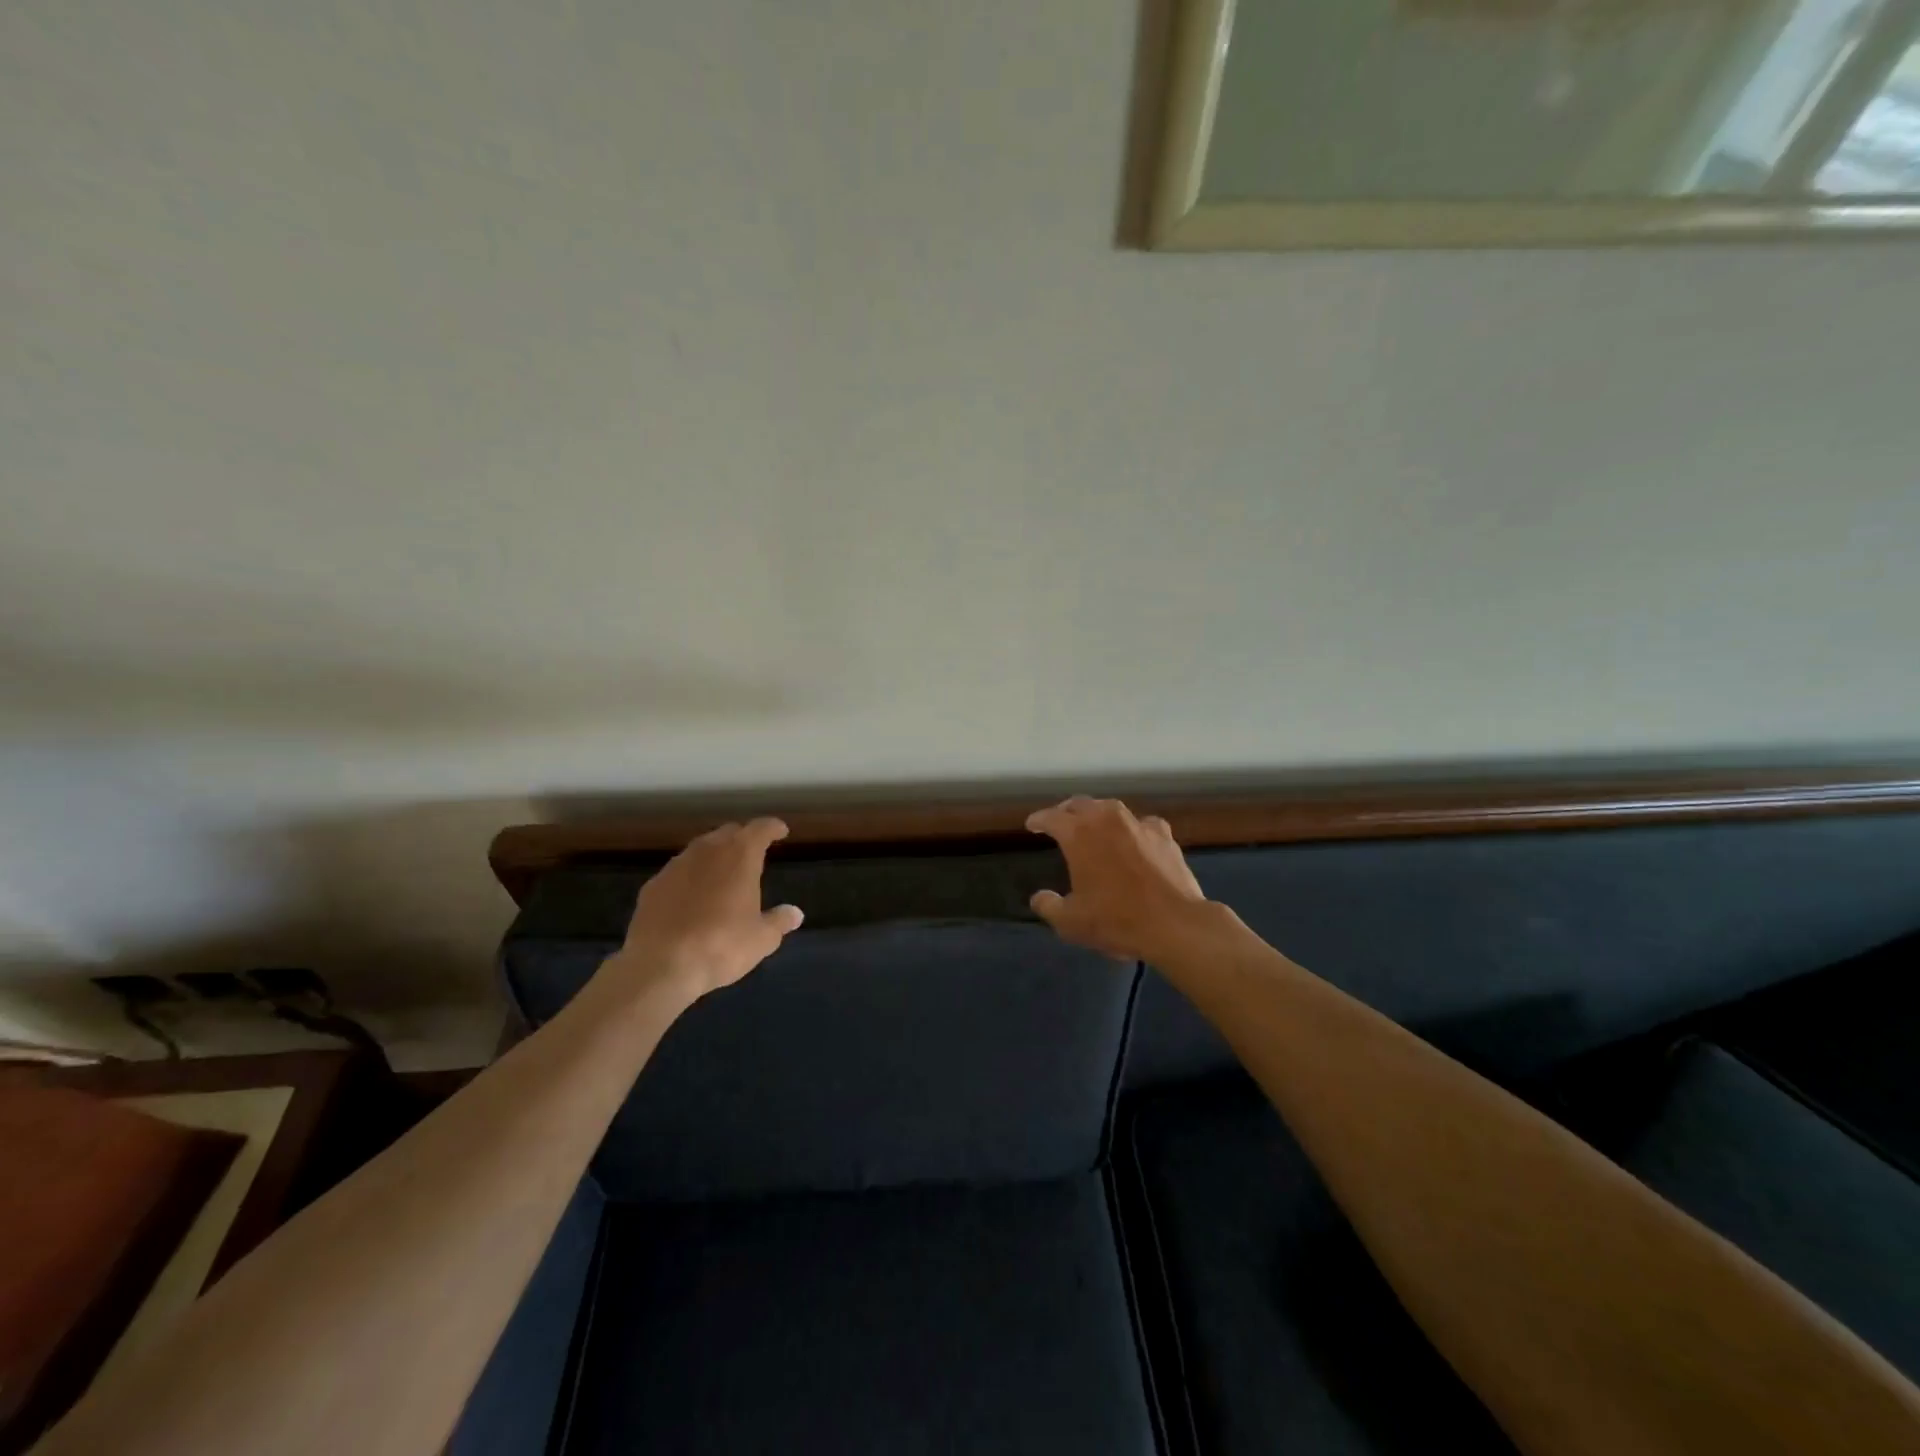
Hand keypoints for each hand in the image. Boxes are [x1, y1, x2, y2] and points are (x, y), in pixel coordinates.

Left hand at [606, 818, 803, 1001]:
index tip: (780, 831)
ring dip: (714, 856)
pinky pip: (678, 872)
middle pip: (728, 832)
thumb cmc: (722, 946)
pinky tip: (691, 897)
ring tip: (722, 873)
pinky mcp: (652, 886)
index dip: (772, 828)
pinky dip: (690, 877)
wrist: (660, 966)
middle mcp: (707, 851)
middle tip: (753, 853)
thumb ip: (779, 921)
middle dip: (742, 838)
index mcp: (740, 856)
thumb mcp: (762, 939)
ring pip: (700, 849)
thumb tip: (795, 913)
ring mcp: (676, 866)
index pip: (760, 829)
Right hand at [1025, 797, 1211, 963]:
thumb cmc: (1116, 920)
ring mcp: (1137, 824)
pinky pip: (1142, 824)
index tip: (1032, 825)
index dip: (1039, 820)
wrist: (1173, 923)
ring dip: (1098, 815)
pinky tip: (1134, 839)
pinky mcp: (1163, 835)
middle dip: (1066, 811)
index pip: (1051, 817)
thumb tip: (1039, 898)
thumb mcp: (1070, 922)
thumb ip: (1049, 906)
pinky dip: (1133, 829)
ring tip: (1093, 827)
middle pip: (1080, 804)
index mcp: (1078, 834)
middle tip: (1060, 822)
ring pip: (1111, 809)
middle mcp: (1106, 819)